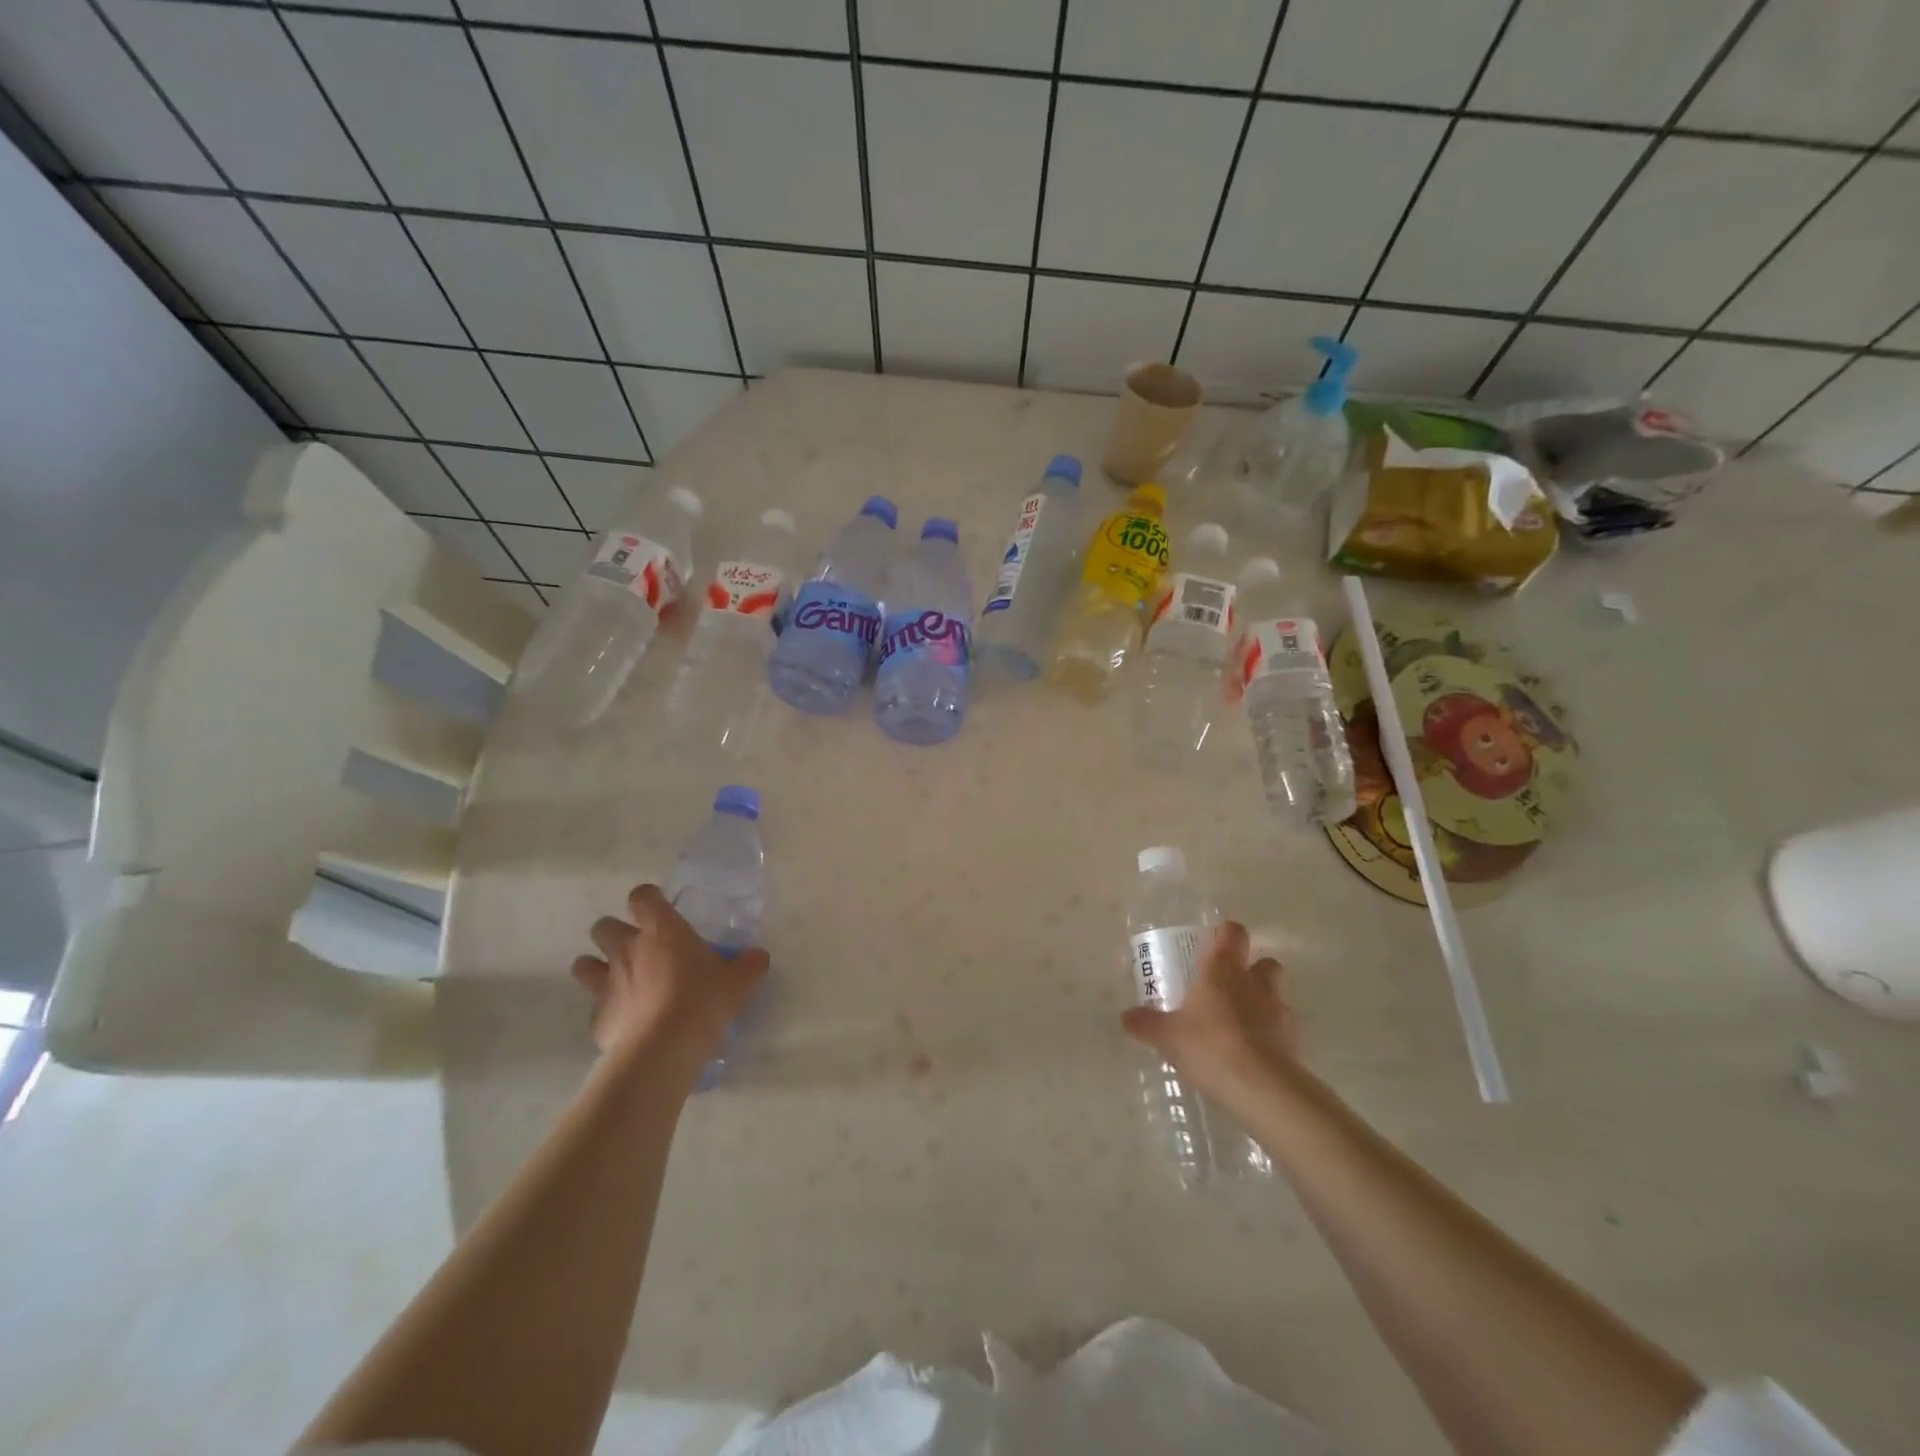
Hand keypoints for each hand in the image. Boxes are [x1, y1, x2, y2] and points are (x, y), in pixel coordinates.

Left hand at [571, 884, 768, 1063]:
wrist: (662, 1049)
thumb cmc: (703, 1000)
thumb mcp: (740, 981)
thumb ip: (749, 964)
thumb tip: (758, 957)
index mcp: (661, 929)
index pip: (642, 896)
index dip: (648, 900)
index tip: (660, 910)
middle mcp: (627, 949)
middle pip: (603, 926)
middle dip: (614, 933)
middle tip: (638, 948)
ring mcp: (606, 983)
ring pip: (584, 964)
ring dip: (596, 967)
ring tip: (618, 980)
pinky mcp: (596, 1017)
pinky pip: (594, 1007)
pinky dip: (606, 1010)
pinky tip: (625, 1021)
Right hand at [1120, 921, 1298, 1098]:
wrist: (1263, 1089)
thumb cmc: (1211, 1047)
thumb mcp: (1168, 1037)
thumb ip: (1146, 1023)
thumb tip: (1126, 1016)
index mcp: (1224, 969)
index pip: (1233, 932)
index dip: (1224, 935)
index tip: (1210, 946)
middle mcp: (1255, 982)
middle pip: (1264, 961)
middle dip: (1251, 969)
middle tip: (1227, 986)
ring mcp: (1280, 1012)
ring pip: (1276, 994)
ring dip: (1262, 1002)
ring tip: (1239, 1024)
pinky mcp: (1294, 1042)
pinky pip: (1282, 1029)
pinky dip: (1270, 1035)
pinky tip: (1251, 1054)